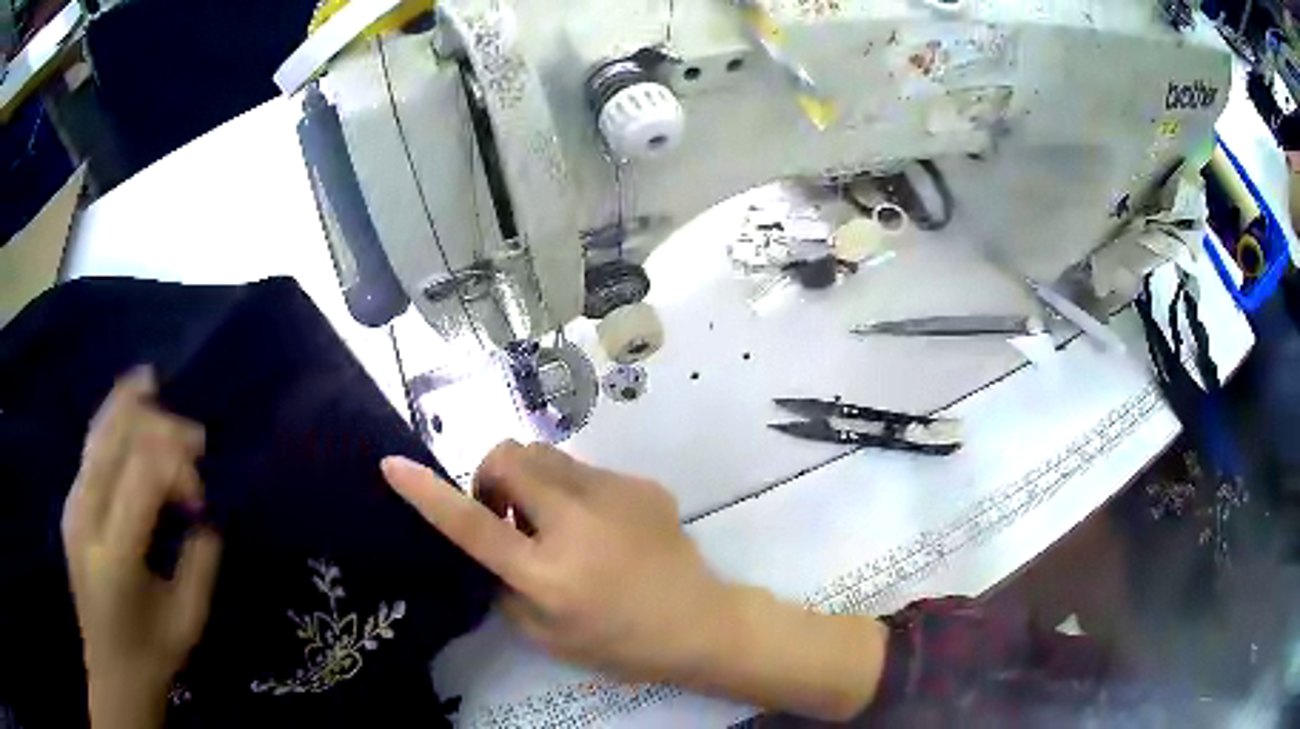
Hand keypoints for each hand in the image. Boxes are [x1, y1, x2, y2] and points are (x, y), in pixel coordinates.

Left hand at [62, 367, 221, 728]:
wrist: (111, 671)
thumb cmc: (153, 655)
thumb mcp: (188, 620)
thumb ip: (200, 561)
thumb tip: (207, 513)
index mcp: (115, 555)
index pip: (143, 472)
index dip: (179, 465)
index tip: (201, 497)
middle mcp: (85, 516)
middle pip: (117, 437)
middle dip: (160, 425)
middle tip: (196, 440)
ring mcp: (73, 504)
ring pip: (98, 430)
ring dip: (132, 407)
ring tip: (158, 389)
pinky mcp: (71, 502)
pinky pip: (91, 445)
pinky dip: (114, 418)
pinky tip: (131, 404)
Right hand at [382, 441, 731, 681]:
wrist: (700, 622)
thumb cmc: (619, 642)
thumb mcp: (545, 634)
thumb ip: (504, 585)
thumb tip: (488, 543)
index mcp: (549, 573)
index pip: (474, 527)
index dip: (429, 495)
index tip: (393, 464)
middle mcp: (578, 522)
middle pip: (509, 457)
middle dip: (491, 477)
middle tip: (508, 516)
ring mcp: (615, 494)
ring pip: (545, 455)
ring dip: (530, 480)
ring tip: (553, 521)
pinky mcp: (640, 483)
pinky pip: (584, 471)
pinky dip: (571, 491)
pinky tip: (599, 528)